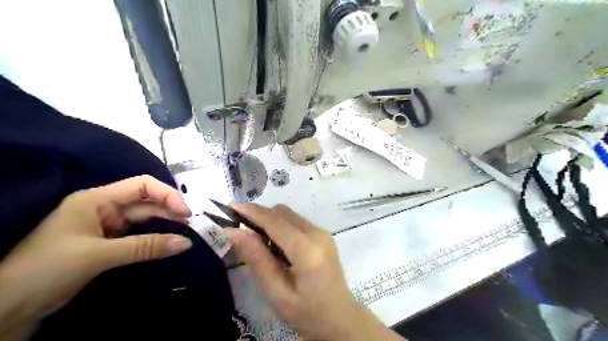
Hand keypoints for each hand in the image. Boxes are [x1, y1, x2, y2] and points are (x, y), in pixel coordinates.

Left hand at [0, 174, 191, 329]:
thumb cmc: (47, 269)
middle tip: (192, 225)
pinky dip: (156, 238)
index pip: (142, 185)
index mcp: (96, 199)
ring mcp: (108, 225)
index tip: (185, 212)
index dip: (167, 194)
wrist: (7, 307)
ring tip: (186, 233)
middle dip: (170, 210)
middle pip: (147, 202)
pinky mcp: (110, 243)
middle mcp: (105, 207)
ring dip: (166, 224)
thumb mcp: (98, 255)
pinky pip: (140, 235)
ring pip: (146, 219)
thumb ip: (145, 247)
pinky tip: (170, 242)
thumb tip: (186, 243)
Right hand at [223, 204, 402, 338]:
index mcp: (307, 250)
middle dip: (260, 216)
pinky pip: (297, 222)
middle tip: (241, 233)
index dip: (251, 211)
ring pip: (289, 215)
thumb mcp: (277, 292)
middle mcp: (317, 233)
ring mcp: (322, 233)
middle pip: (282, 212)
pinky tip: (277, 247)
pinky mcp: (323, 235)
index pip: (274, 221)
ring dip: (270, 221)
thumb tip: (234, 232)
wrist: (340, 318)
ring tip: (259, 244)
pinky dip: (282, 227)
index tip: (230, 207)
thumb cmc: (307, 312)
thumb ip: (257, 259)